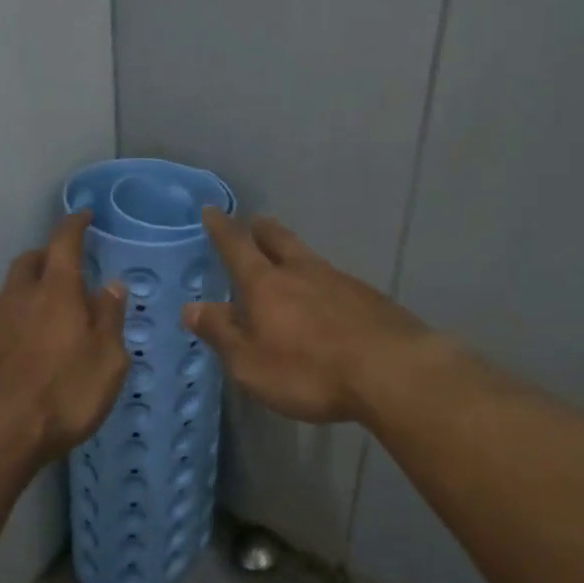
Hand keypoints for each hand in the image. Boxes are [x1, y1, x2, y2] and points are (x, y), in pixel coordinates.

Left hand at [0, 211, 128, 465]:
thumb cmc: (61, 396)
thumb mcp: (107, 362)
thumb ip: (109, 319)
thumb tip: (111, 286)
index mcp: (56, 291)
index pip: (64, 243)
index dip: (74, 226)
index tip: (83, 216)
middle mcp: (19, 296)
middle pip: (31, 260)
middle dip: (49, 256)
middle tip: (68, 269)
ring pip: (12, 290)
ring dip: (31, 291)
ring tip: (50, 316)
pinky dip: (16, 319)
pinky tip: (26, 348)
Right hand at [182, 209, 432, 423]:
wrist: (391, 371)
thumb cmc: (310, 371)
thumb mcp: (251, 363)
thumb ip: (222, 333)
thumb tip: (191, 307)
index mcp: (267, 285)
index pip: (238, 247)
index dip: (222, 229)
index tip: (212, 210)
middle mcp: (302, 272)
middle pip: (279, 240)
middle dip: (262, 230)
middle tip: (255, 221)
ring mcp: (340, 281)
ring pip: (309, 258)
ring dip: (294, 253)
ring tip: (288, 257)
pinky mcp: (369, 297)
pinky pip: (335, 280)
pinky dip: (322, 281)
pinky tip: (327, 297)